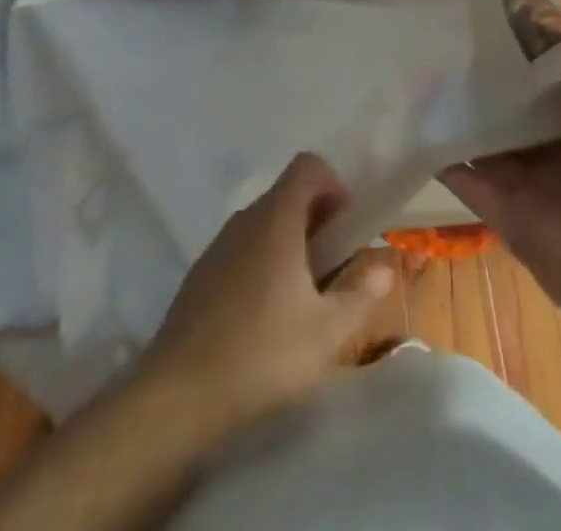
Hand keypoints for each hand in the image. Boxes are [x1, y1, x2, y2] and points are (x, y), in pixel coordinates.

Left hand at [139, 153, 394, 436]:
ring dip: (291, 245)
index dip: (335, 185)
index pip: (308, 165)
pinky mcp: (201, 273)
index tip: (347, 229)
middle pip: (289, 195)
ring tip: (303, 299)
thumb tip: (383, 267)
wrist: (177, 394)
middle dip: (319, 221)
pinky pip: (243, 249)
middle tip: (334, 270)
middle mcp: (246, 219)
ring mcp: (219, 244)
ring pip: (265, 224)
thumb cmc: (261, 353)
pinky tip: (265, 318)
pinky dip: (264, 264)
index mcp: (276, 218)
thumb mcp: (326, 333)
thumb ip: (361, 294)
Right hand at [440, 73, 560, 340]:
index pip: (548, 87)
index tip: (483, 33)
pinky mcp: (505, 217)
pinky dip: (444, 157)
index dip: (520, 64)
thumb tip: (533, 58)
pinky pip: (469, 181)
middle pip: (514, 115)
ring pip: (489, 145)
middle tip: (442, 50)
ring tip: (421, 77)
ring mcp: (532, 187)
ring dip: (461, 118)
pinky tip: (415, 124)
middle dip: (485, 88)